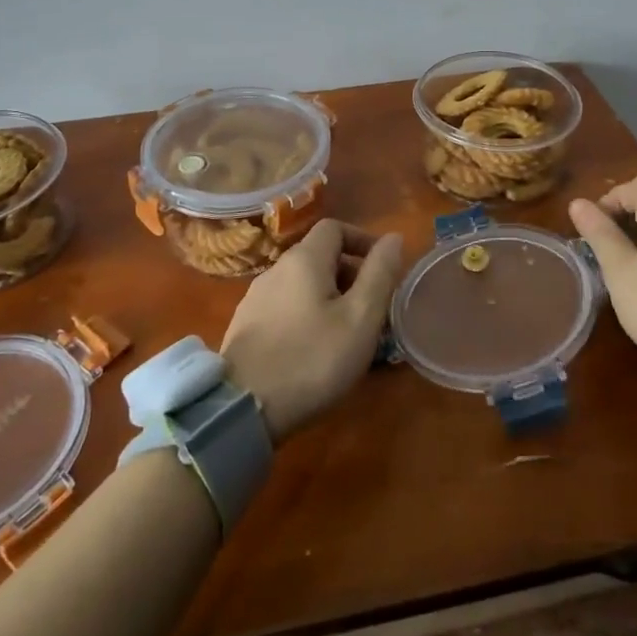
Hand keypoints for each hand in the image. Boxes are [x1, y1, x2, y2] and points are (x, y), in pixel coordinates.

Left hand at [218, 220, 404, 443]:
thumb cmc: (312, 359)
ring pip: (302, 283)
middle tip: (372, 309)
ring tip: (347, 332)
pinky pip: (285, 306)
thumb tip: (393, 237)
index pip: (335, 227)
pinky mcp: (245, 326)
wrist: (243, 409)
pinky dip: (307, 313)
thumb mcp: (360, 318)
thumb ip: (379, 274)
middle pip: (319, 255)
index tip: (383, 269)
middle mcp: (275, 269)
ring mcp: (255, 298)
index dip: (363, 240)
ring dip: (329, 296)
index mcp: (304, 259)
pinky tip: (314, 349)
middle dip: (350, 273)